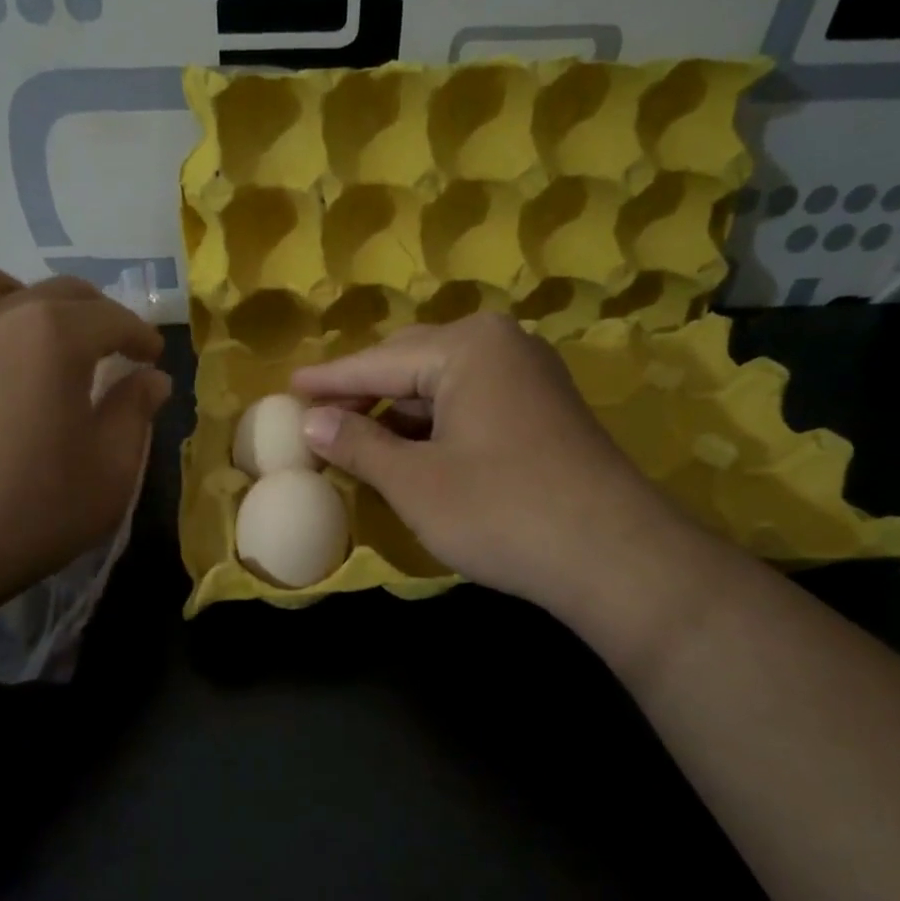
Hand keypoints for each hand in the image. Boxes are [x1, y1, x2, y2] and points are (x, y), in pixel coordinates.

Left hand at [0, 265, 168, 607]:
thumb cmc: (30, 510)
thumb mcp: (110, 471)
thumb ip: (134, 413)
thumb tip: (150, 378)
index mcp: (54, 334)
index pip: (112, 318)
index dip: (141, 336)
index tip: (153, 358)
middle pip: (59, 292)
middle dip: (97, 315)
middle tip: (113, 350)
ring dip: (29, 302)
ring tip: (40, 340)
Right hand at [291, 313, 680, 615]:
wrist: (612, 555)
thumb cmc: (500, 510)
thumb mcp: (414, 481)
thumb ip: (357, 444)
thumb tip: (311, 422)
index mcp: (467, 347)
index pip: (377, 361)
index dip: (329, 381)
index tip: (287, 389)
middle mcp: (501, 345)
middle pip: (410, 363)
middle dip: (362, 392)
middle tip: (316, 416)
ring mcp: (529, 376)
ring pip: (442, 386)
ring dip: (397, 411)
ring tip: (353, 436)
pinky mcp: (543, 410)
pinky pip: (470, 404)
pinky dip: (433, 425)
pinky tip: (409, 449)